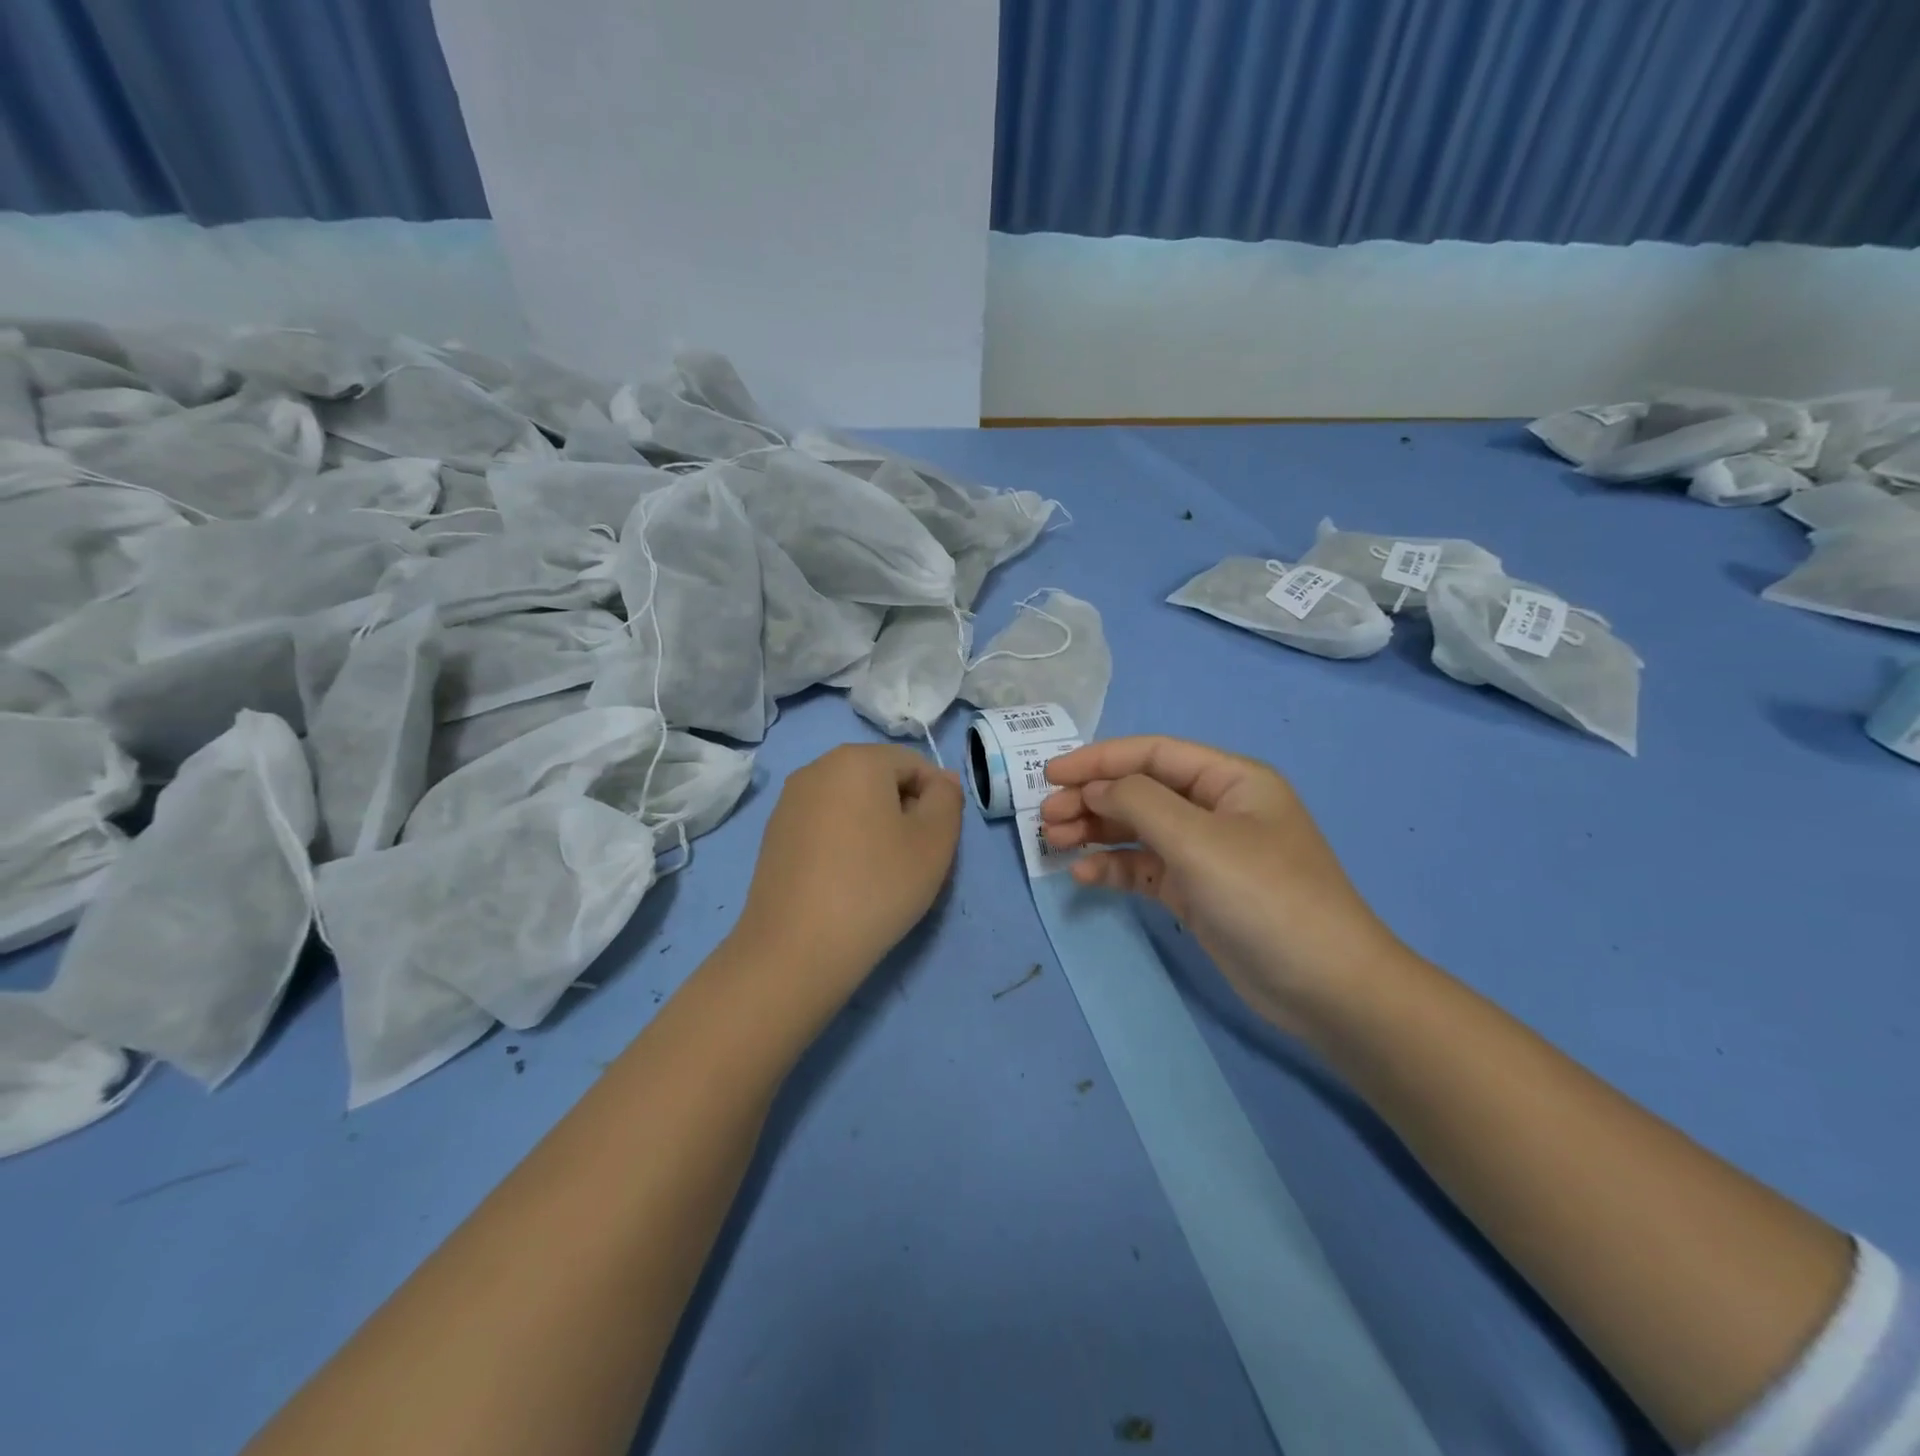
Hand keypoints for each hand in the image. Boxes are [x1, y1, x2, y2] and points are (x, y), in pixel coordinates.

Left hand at [735, 744, 963, 997]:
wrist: (797, 948)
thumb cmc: (876, 886)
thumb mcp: (934, 842)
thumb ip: (948, 799)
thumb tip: (940, 781)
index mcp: (857, 758)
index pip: (915, 764)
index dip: (937, 800)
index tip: (936, 843)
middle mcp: (817, 768)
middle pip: (880, 779)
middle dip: (904, 811)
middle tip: (912, 860)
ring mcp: (789, 801)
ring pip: (851, 803)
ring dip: (874, 828)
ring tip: (879, 874)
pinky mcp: (773, 834)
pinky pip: (824, 825)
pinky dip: (843, 843)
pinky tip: (846, 882)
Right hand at [1041, 736, 1407, 1035]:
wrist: (1326, 988)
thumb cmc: (1265, 897)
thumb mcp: (1199, 840)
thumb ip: (1139, 802)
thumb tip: (1095, 786)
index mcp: (1229, 780)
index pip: (1152, 754)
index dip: (1098, 760)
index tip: (1049, 774)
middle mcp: (1216, 809)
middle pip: (1140, 790)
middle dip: (1092, 799)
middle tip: (1046, 819)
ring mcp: (1206, 852)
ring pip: (1138, 829)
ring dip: (1096, 832)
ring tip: (1055, 844)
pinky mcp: (1197, 892)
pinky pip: (1146, 868)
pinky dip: (1115, 868)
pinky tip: (1085, 877)